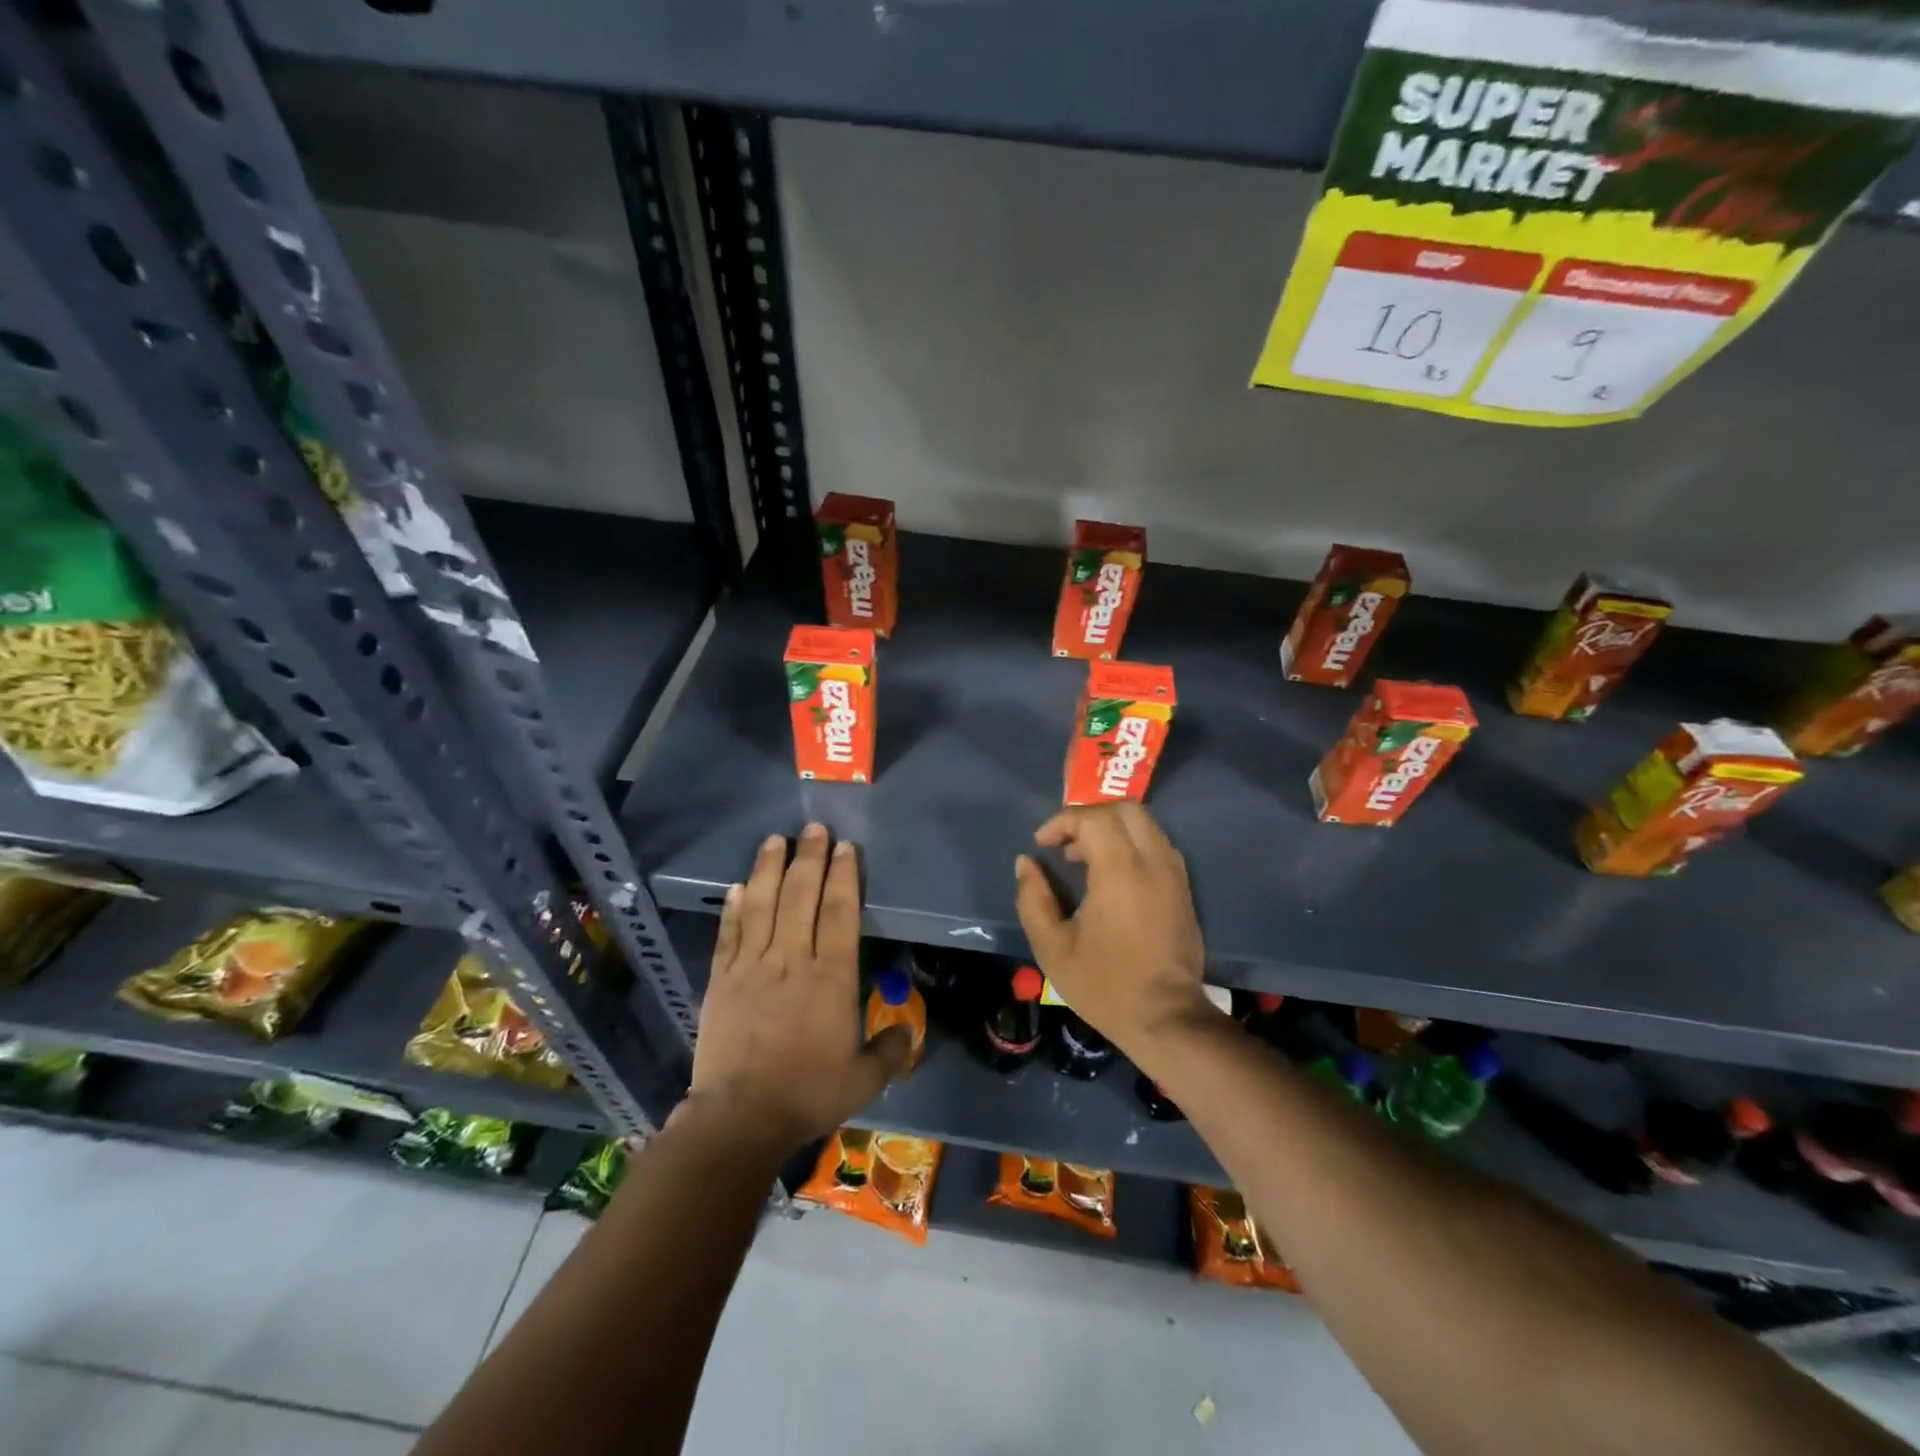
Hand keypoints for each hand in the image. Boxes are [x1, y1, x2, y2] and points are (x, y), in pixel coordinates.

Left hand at [687, 824, 911, 1151]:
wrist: (740, 1119)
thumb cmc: (808, 1094)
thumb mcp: (864, 1079)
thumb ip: (889, 1051)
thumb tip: (907, 1033)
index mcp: (831, 976)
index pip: (840, 912)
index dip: (844, 875)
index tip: (845, 847)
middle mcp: (792, 959)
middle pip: (801, 895)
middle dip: (809, 857)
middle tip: (813, 828)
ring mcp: (752, 966)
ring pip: (763, 904)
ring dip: (769, 869)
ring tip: (775, 840)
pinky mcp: (722, 979)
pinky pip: (730, 933)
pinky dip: (734, 907)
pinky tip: (738, 886)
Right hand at [1012, 803, 1213, 1055]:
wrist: (1166, 1018)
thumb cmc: (1104, 985)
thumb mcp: (1052, 947)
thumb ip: (1033, 899)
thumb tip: (1026, 863)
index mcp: (1120, 872)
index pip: (1093, 819)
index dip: (1062, 823)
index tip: (1042, 845)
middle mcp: (1153, 863)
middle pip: (1126, 810)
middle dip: (1090, 816)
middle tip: (1065, 844)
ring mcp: (1174, 875)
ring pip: (1145, 825)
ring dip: (1112, 829)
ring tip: (1084, 859)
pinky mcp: (1183, 890)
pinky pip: (1158, 846)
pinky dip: (1132, 844)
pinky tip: (1112, 875)